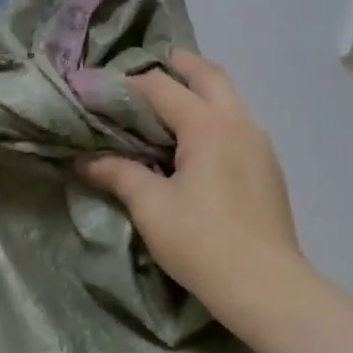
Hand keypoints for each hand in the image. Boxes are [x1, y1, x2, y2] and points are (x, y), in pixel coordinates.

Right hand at [77, 49, 300, 303]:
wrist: (266, 286)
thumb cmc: (202, 241)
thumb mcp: (151, 206)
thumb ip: (118, 174)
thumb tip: (84, 160)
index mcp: (208, 125)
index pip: (162, 87)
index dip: (127, 85)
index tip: (100, 90)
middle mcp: (239, 123)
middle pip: (209, 75)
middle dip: (180, 65)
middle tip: (150, 67)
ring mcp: (260, 144)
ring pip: (229, 99)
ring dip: (201, 90)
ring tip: (170, 104)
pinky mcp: (268, 168)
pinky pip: (238, 125)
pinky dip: (214, 117)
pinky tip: (196, 144)